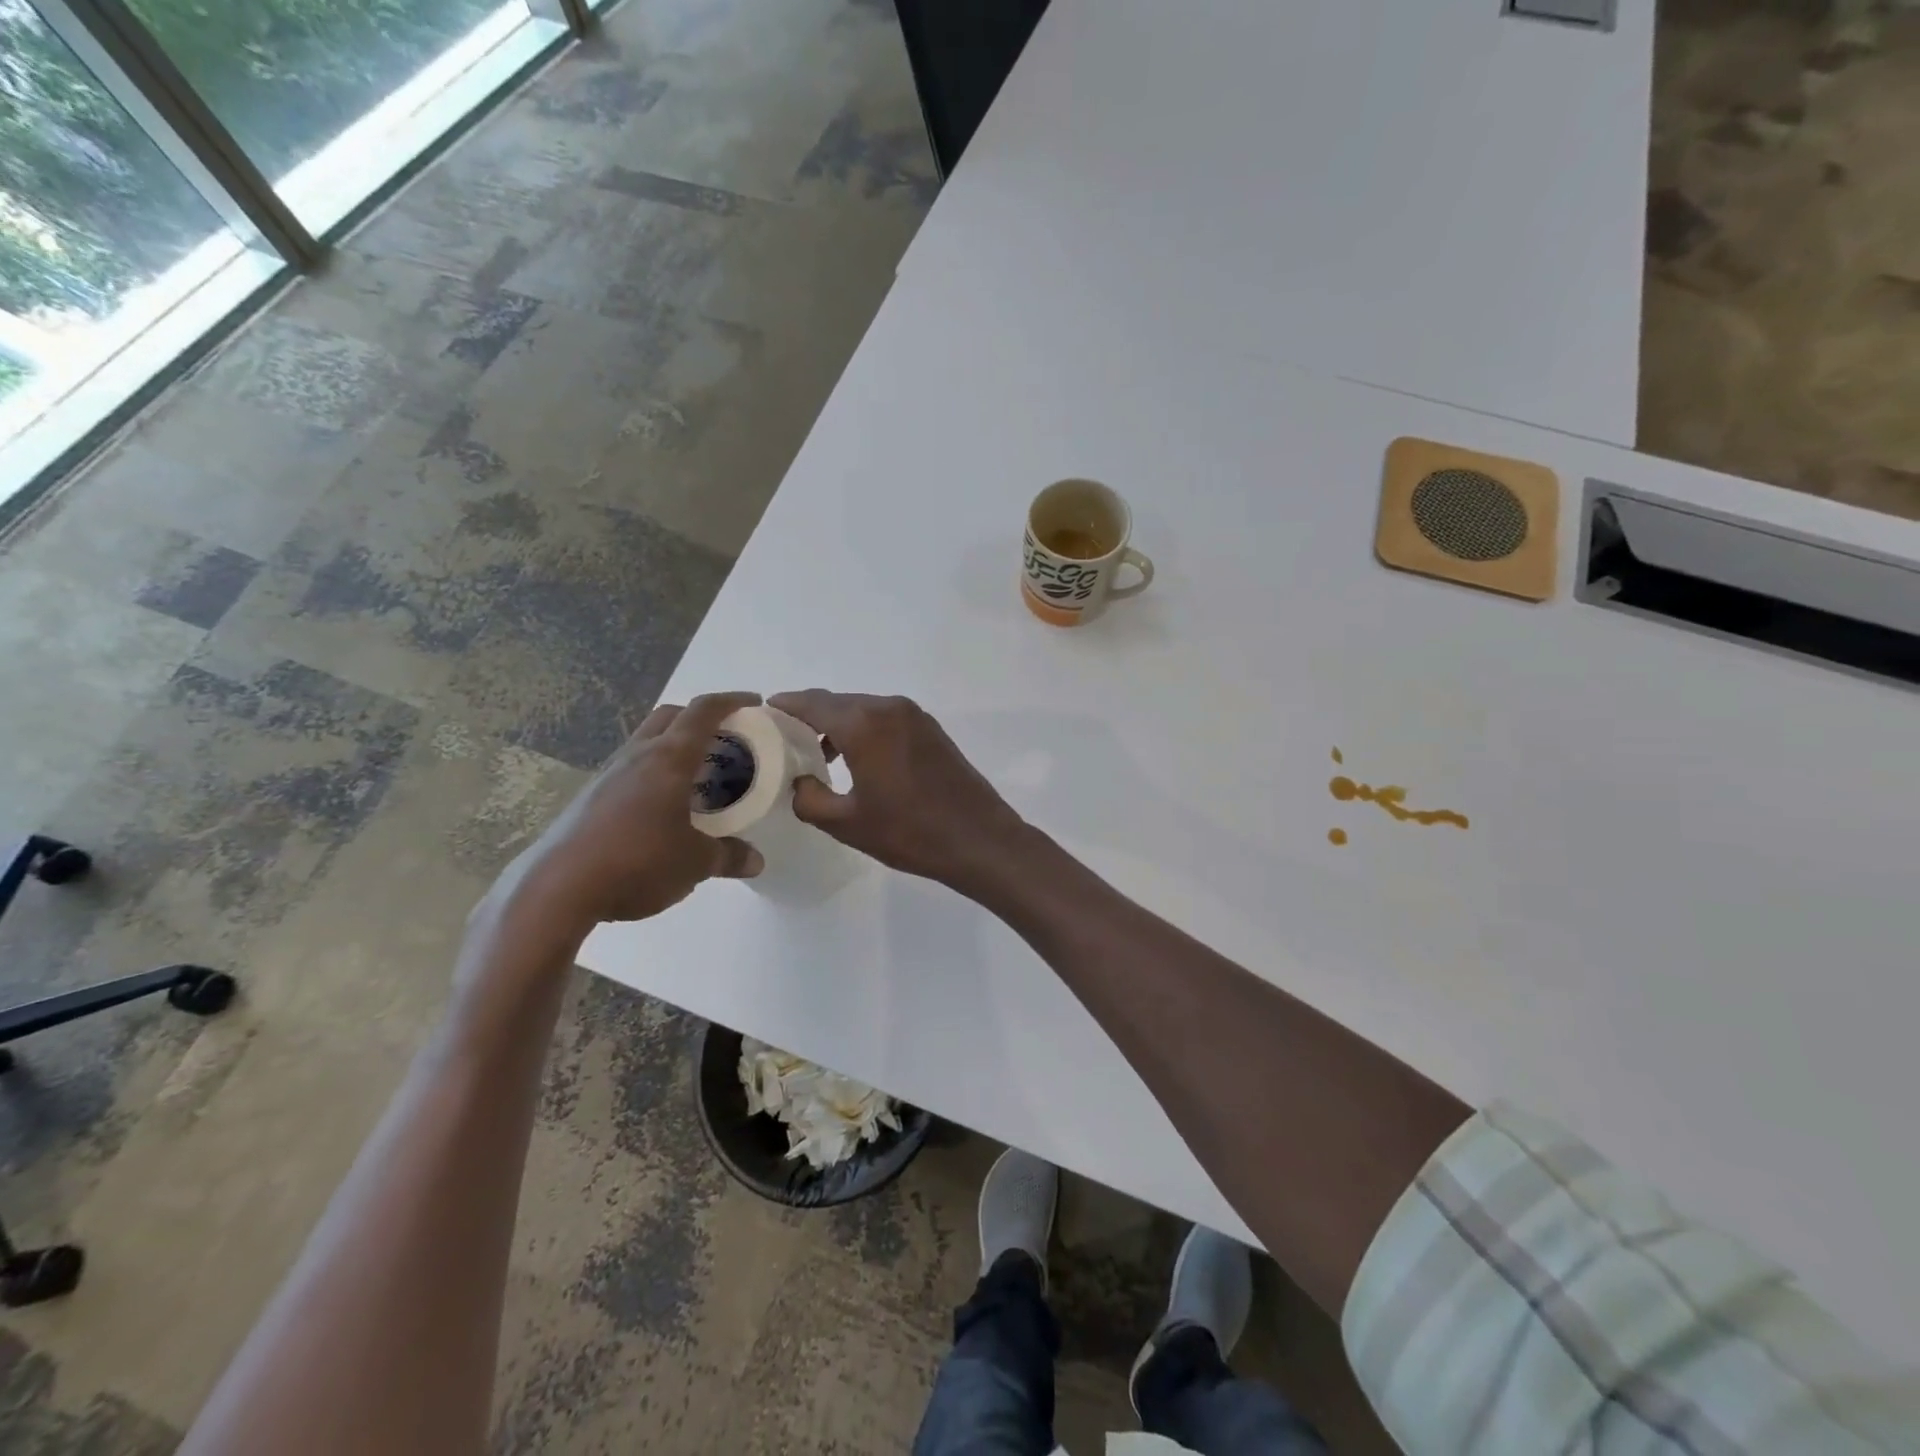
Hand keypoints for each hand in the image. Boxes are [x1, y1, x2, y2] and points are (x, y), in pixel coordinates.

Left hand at [492, 692, 765, 938]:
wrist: (558, 889)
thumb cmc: (638, 862)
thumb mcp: (695, 863)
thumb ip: (729, 857)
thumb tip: (755, 861)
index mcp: (669, 759)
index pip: (703, 712)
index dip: (732, 701)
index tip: (754, 702)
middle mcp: (638, 756)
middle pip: (671, 716)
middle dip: (701, 718)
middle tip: (726, 739)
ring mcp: (609, 775)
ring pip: (648, 742)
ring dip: (675, 746)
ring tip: (699, 775)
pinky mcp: (590, 798)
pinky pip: (632, 770)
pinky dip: (655, 773)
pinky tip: (664, 807)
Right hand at [768, 690, 1032, 888]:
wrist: (979, 839)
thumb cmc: (909, 832)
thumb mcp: (847, 823)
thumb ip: (810, 798)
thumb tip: (801, 782)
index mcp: (864, 723)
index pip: (811, 703)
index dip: (784, 706)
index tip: (763, 714)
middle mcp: (889, 708)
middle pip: (837, 703)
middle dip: (809, 716)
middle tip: (786, 740)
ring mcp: (915, 716)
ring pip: (863, 710)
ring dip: (838, 725)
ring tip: (819, 755)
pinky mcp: (932, 730)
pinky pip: (886, 720)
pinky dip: (865, 730)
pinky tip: (858, 760)